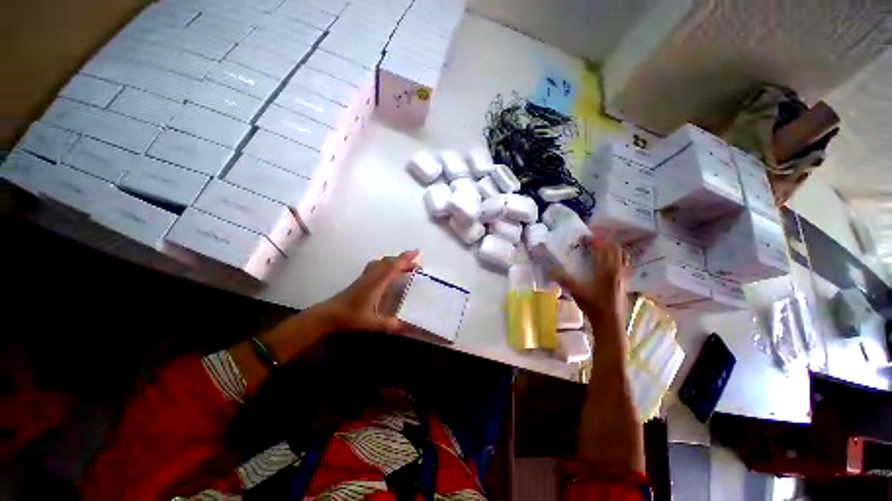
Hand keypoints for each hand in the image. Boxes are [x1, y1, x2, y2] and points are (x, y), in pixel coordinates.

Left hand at [309, 250, 419, 334]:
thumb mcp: (372, 323)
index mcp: (377, 282)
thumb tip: (409, 328)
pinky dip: (386, 264)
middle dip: (403, 258)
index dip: (406, 260)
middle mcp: (372, 276)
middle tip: (416, 261)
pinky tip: (388, 272)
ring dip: (395, 260)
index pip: (393, 266)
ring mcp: (366, 276)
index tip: (417, 255)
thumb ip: (391, 325)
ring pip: (382, 262)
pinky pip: (377, 266)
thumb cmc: (350, 317)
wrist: (328, 315)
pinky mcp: (361, 279)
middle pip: (389, 261)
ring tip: (405, 264)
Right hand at [550, 239, 629, 328]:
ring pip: (624, 257)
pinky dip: (619, 259)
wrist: (610, 323)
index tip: (585, 237)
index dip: (596, 240)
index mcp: (607, 270)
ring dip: (614, 249)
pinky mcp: (626, 283)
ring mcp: (624, 277)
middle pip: (616, 249)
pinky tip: (611, 264)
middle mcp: (618, 270)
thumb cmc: (594, 306)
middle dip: (606, 242)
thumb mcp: (576, 292)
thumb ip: (564, 280)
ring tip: (603, 249)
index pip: (604, 249)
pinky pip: (626, 265)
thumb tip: (549, 270)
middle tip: (594, 241)